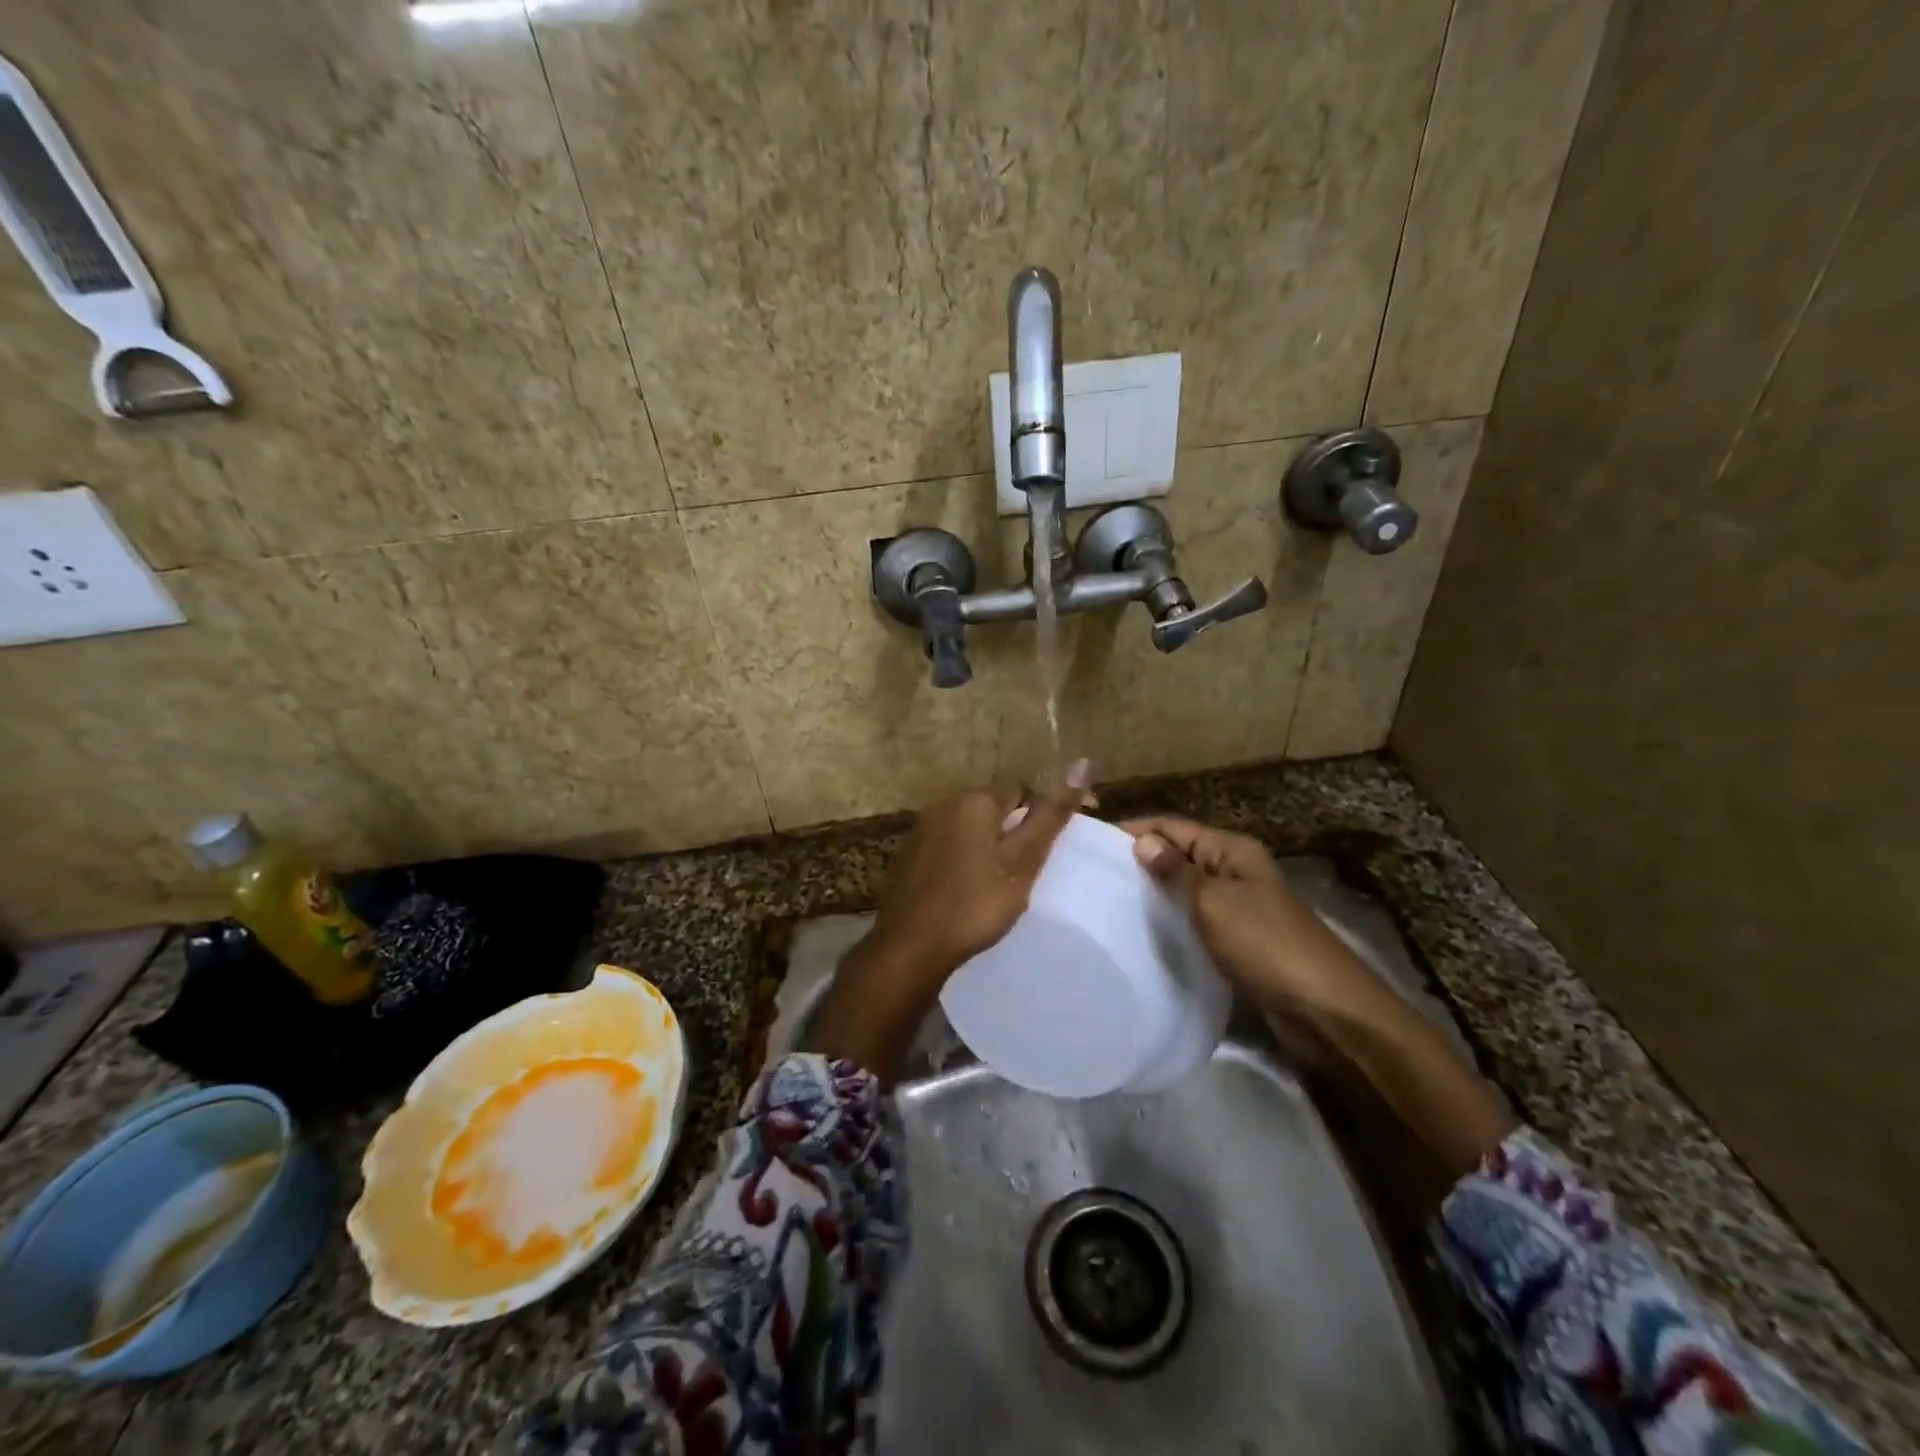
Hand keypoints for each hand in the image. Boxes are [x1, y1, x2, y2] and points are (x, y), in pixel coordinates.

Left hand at [808, 761, 1090, 1080]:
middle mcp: (944, 805)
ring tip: (1004, 883)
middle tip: (1031, 870)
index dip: (1045, 813)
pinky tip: (969, 890)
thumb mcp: (1022, 862)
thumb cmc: (974, 904)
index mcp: (974, 801)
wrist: (909, 946)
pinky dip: (964, 860)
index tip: (1060, 844)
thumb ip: (1050, 816)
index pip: (1023, 791)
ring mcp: (921, 830)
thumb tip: (1081, 762)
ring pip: (969, 830)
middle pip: (993, 809)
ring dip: (988, 846)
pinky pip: (948, 847)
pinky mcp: (908, 856)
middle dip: (1014, 831)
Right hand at [1125, 815, 1513, 1179]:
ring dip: (1154, 894)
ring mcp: (1237, 907)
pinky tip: (1143, 934)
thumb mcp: (1214, 902)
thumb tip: (1143, 842)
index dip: (1135, 830)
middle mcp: (1234, 871)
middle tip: (1093, 878)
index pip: (1173, 826)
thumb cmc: (1266, 944)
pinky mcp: (1237, 941)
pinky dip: (1171, 921)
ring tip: (1108, 904)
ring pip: (1185, 890)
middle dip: (1140, 861)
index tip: (1091, 843)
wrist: (1324, 1009)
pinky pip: (1195, 920)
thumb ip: (1176, 871)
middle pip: (1178, 855)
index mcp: (1232, 851)